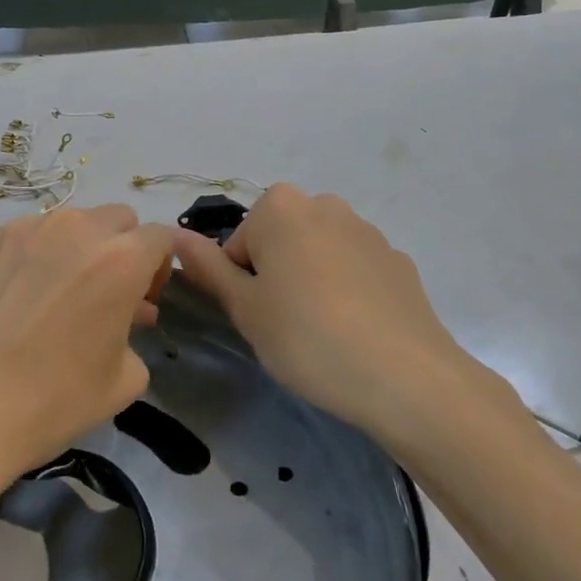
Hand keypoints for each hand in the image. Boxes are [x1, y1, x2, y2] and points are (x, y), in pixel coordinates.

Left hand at [0, 204, 176, 478]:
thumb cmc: (49, 402)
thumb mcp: (123, 382)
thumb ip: (137, 337)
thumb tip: (125, 318)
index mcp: (121, 259)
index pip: (161, 237)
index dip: (159, 267)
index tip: (144, 299)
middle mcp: (77, 228)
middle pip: (118, 219)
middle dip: (122, 249)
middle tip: (105, 294)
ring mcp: (27, 228)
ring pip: (71, 223)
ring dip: (78, 248)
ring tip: (57, 296)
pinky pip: (28, 234)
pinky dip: (35, 255)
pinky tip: (15, 298)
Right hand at [173, 185, 524, 440]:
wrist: (404, 376)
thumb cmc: (307, 337)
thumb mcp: (245, 308)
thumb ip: (207, 268)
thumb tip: (175, 236)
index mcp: (280, 207)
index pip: (239, 242)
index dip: (240, 282)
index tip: (257, 316)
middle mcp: (325, 204)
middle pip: (280, 239)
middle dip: (276, 273)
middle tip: (283, 323)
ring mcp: (367, 230)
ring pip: (319, 252)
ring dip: (311, 280)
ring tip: (322, 331)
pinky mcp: (398, 260)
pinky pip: (356, 269)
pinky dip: (348, 291)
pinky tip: (357, 331)